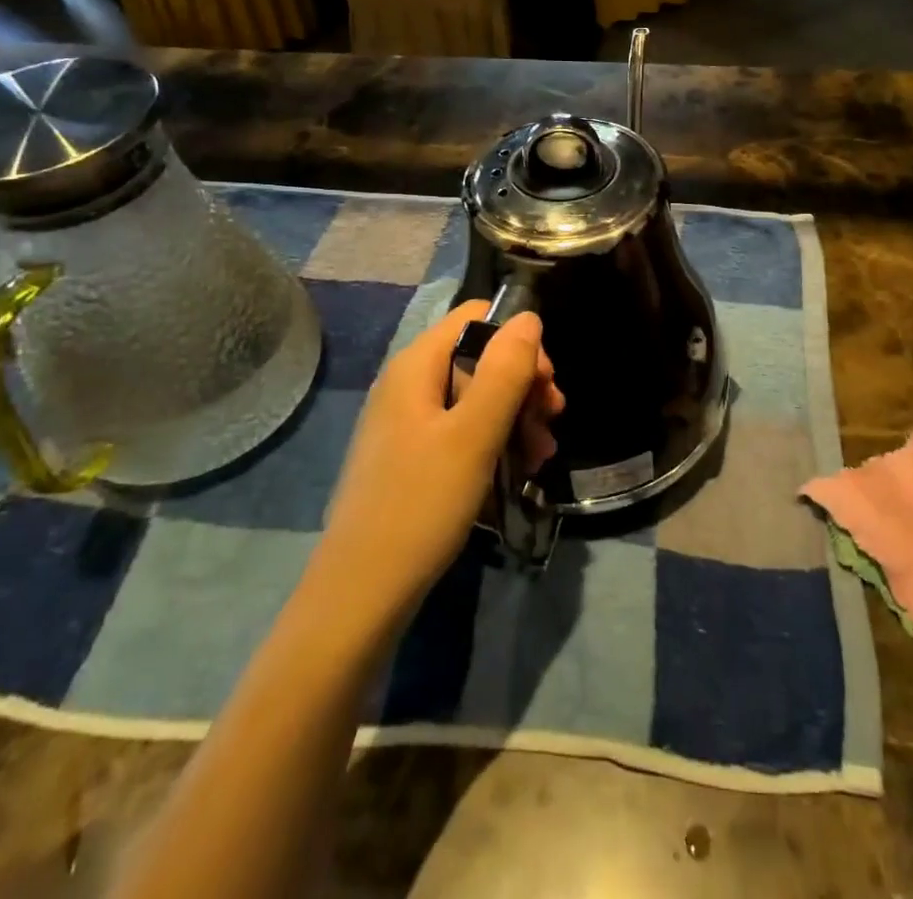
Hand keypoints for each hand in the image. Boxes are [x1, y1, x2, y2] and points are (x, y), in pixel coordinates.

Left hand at [317, 302, 562, 627]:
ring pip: (477, 397)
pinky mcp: (413, 456)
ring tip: (541, 455)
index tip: (544, 383)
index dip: (517, 341)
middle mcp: (409, 384)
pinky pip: (463, 430)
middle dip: (523, 385)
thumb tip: (528, 317)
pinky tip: (519, 469)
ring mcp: (409, 422)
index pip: (476, 317)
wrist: (361, 595)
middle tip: (551, 422)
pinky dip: (495, 441)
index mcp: (415, 365)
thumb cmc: (420, 504)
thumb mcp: (474, 434)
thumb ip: (505, 371)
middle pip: (480, 357)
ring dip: (516, 417)